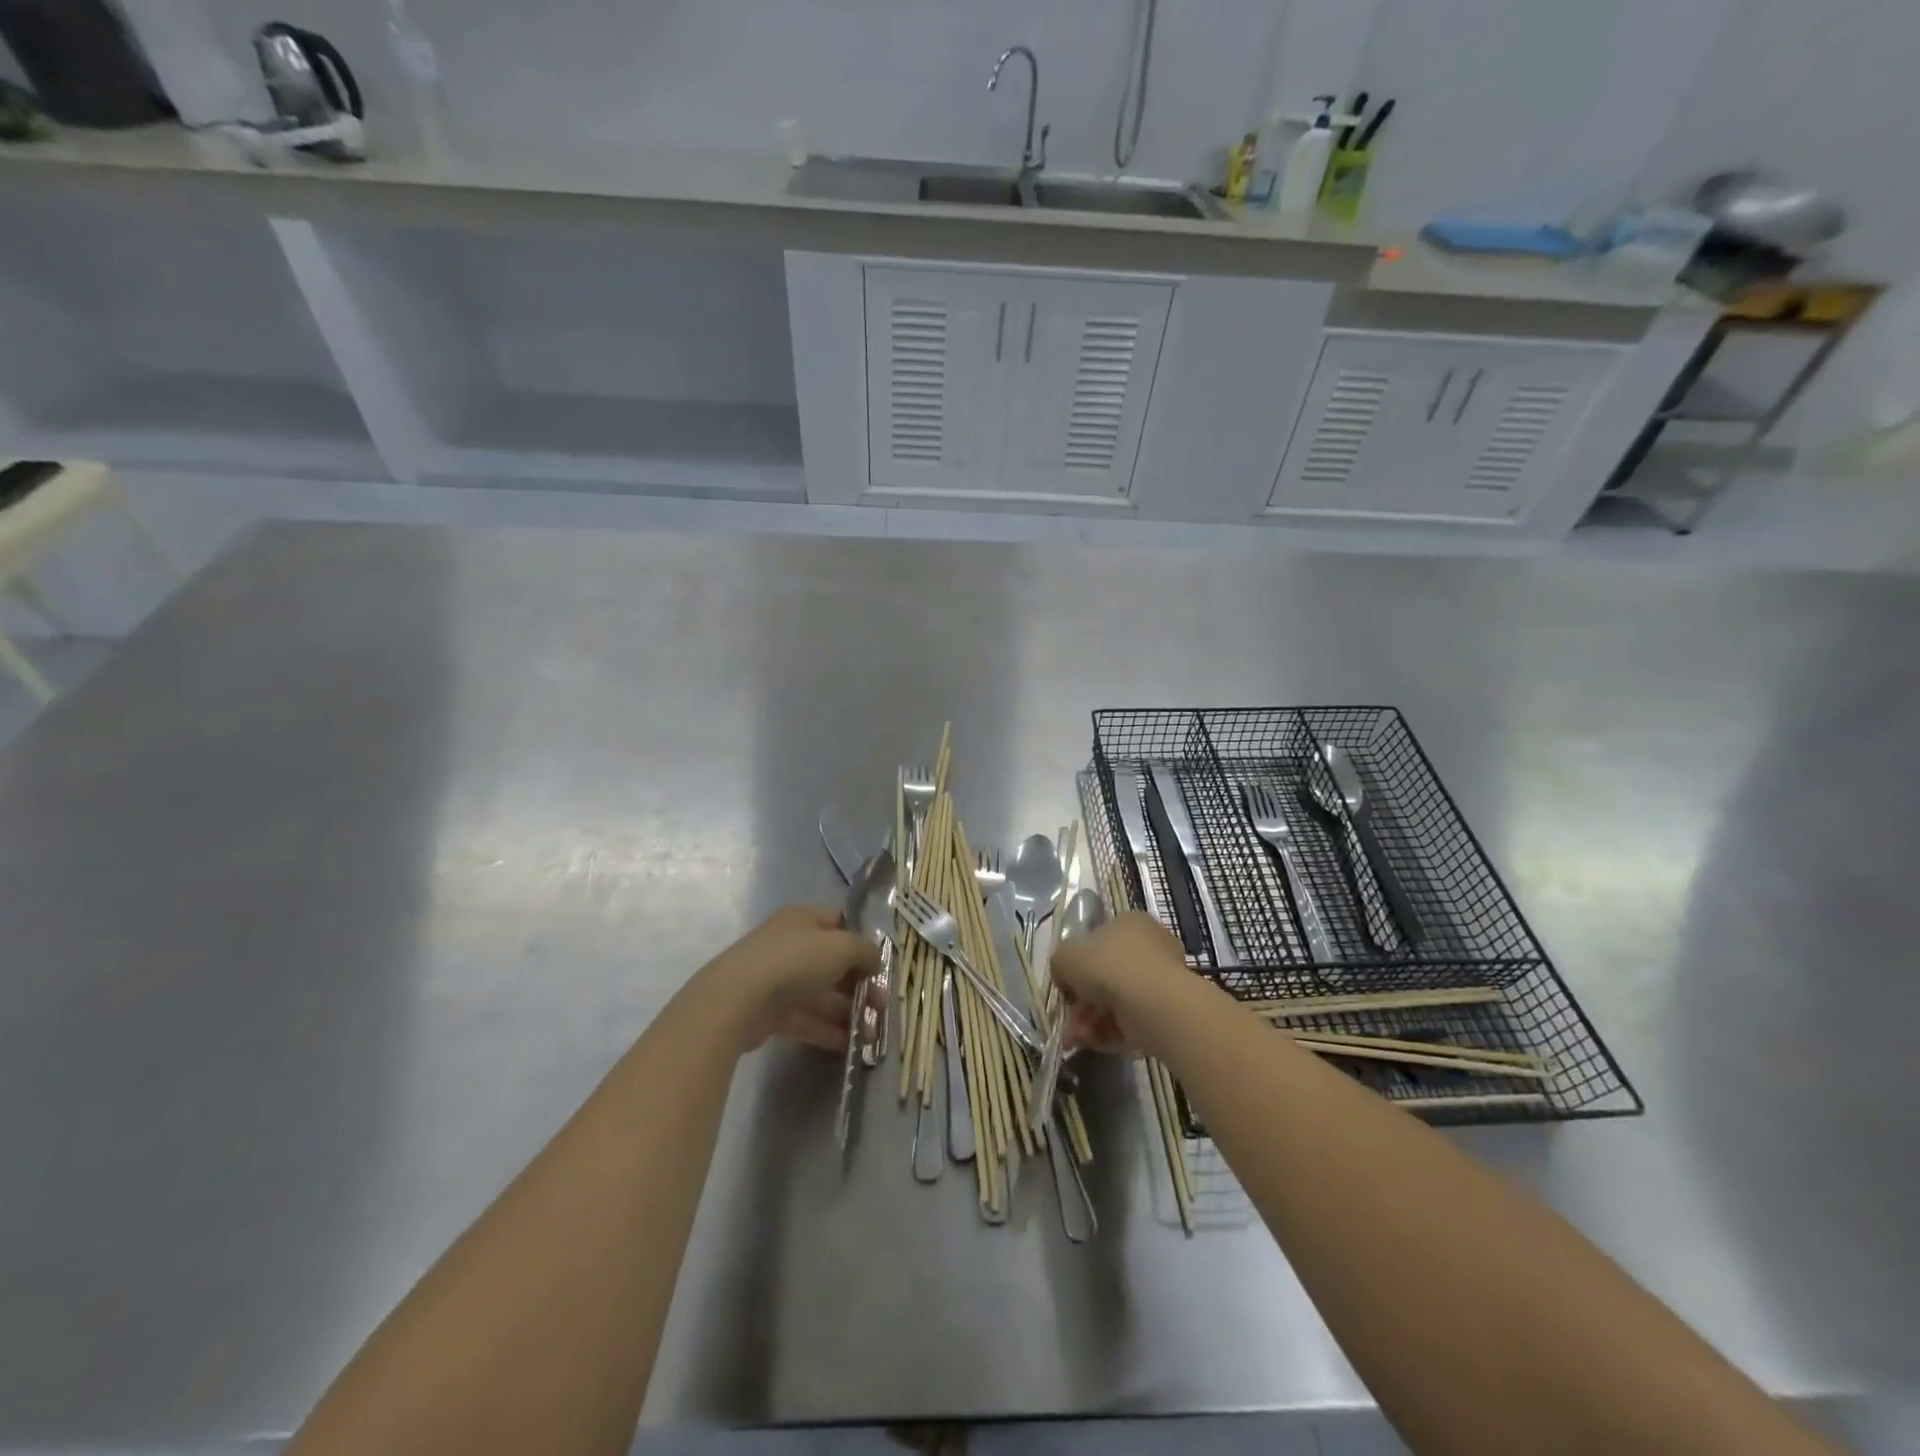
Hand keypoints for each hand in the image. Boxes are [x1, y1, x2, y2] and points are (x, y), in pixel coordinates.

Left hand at [697, 905, 882, 1052]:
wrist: (738, 999)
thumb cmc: (795, 960)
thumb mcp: (842, 947)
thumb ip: (865, 951)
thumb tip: (875, 961)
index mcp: (804, 919)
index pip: (840, 922)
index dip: (863, 940)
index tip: (882, 963)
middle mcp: (791, 944)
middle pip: (832, 962)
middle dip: (859, 984)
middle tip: (882, 1005)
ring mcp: (778, 979)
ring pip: (820, 994)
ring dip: (847, 1012)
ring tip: (872, 1033)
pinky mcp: (770, 1012)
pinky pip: (806, 1019)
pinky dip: (827, 1030)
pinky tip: (850, 1045)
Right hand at [1048, 910, 1190, 1054]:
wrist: (1150, 1001)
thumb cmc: (1106, 965)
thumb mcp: (1065, 956)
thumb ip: (1060, 964)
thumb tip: (1065, 978)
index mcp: (1130, 922)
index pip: (1100, 940)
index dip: (1079, 963)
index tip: (1066, 985)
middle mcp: (1151, 946)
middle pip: (1108, 974)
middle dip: (1084, 1001)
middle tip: (1069, 1019)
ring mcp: (1162, 980)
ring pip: (1118, 1001)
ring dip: (1093, 1020)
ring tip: (1076, 1038)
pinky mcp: (1168, 1011)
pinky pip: (1133, 1020)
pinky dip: (1111, 1032)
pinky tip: (1094, 1043)